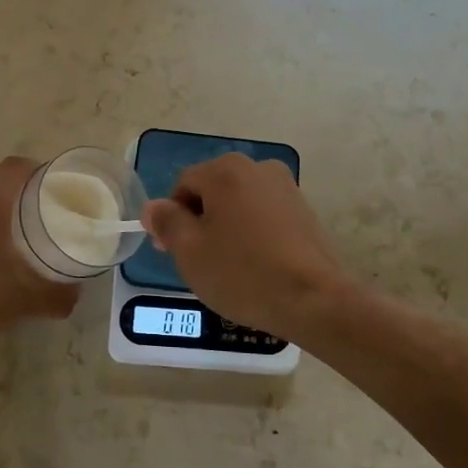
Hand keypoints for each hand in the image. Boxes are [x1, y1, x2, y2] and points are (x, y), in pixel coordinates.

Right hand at [141, 153, 350, 339]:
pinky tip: (256, 265)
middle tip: (198, 262)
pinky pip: (264, 216)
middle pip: (213, 191)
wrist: (313, 299)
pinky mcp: (305, 211)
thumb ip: (167, 222)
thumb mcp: (190, 251)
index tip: (172, 252)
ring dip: (227, 228)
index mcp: (225, 170)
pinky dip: (253, 234)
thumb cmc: (242, 272)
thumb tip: (154, 207)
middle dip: (200, 222)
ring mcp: (286, 187)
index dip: (172, 218)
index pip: (183, 185)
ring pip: (239, 204)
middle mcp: (257, 167)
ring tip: (229, 267)